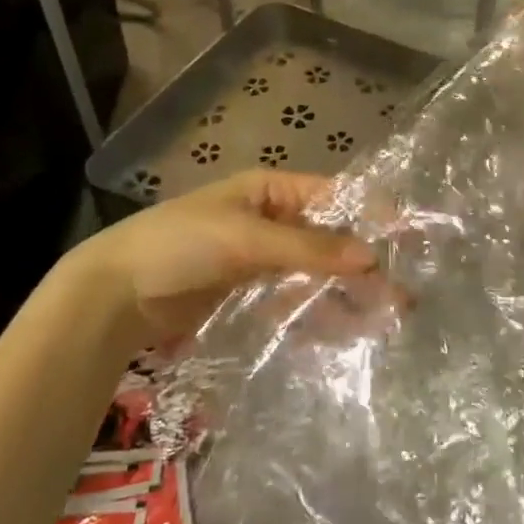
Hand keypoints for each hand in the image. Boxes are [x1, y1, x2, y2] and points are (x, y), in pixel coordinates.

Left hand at [70, 171, 380, 341]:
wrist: (115, 295)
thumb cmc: (181, 245)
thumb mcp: (247, 238)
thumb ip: (310, 248)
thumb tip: (373, 257)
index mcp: (269, 190)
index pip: (331, 196)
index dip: (369, 215)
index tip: (408, 239)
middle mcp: (270, 220)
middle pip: (327, 238)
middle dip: (363, 263)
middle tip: (402, 293)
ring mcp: (259, 260)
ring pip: (314, 273)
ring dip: (345, 293)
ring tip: (384, 320)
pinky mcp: (248, 296)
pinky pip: (292, 301)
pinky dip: (316, 313)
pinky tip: (345, 333)